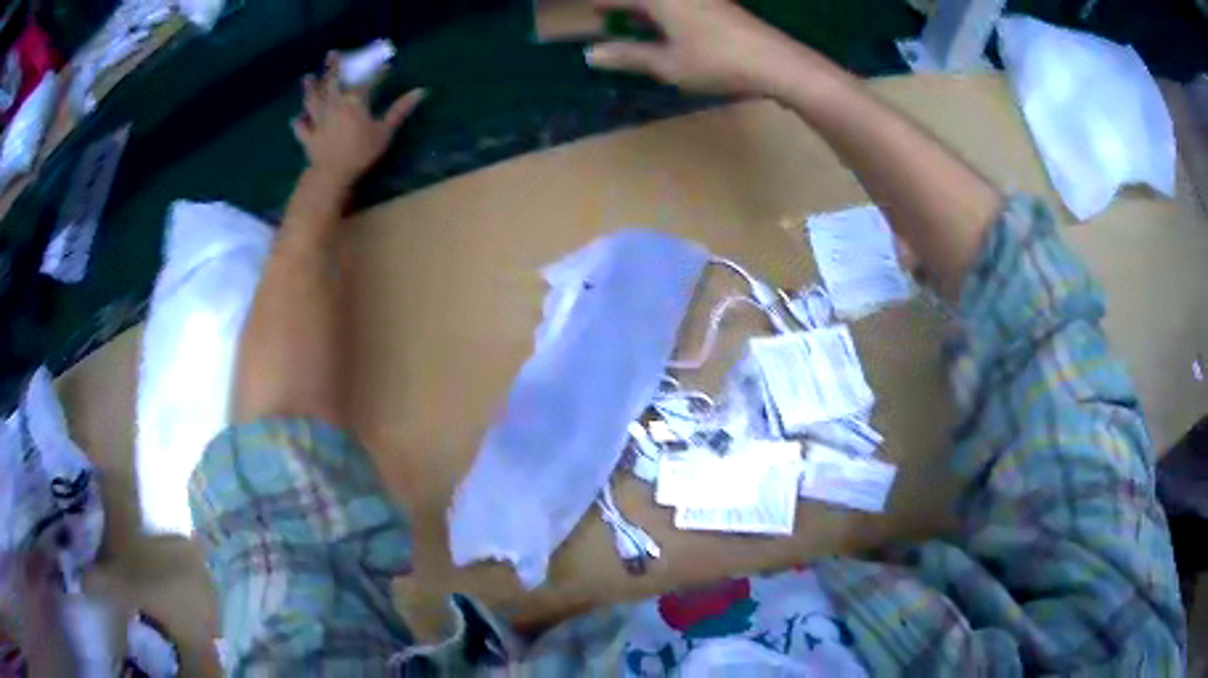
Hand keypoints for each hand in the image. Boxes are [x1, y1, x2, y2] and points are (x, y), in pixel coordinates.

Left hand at [292, 54, 425, 187]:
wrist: (332, 174)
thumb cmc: (361, 152)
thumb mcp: (385, 131)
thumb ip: (399, 110)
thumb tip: (421, 91)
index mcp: (354, 101)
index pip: (367, 81)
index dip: (376, 72)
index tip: (385, 64)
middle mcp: (333, 105)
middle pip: (332, 82)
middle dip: (333, 67)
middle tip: (332, 53)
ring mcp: (318, 121)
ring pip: (312, 100)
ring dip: (310, 88)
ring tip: (307, 77)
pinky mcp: (308, 138)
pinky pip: (301, 128)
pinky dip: (298, 122)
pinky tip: (296, 118)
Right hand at [585, 0, 797, 94]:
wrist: (775, 61)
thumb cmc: (716, 61)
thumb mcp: (666, 64)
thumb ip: (628, 56)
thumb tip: (591, 54)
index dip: (603, 4)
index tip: (591, 10)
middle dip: (627, 7)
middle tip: (609, 15)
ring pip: (666, 2)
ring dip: (648, 11)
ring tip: (635, 22)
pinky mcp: (721, 5)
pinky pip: (683, 4)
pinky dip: (668, 12)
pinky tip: (669, 28)